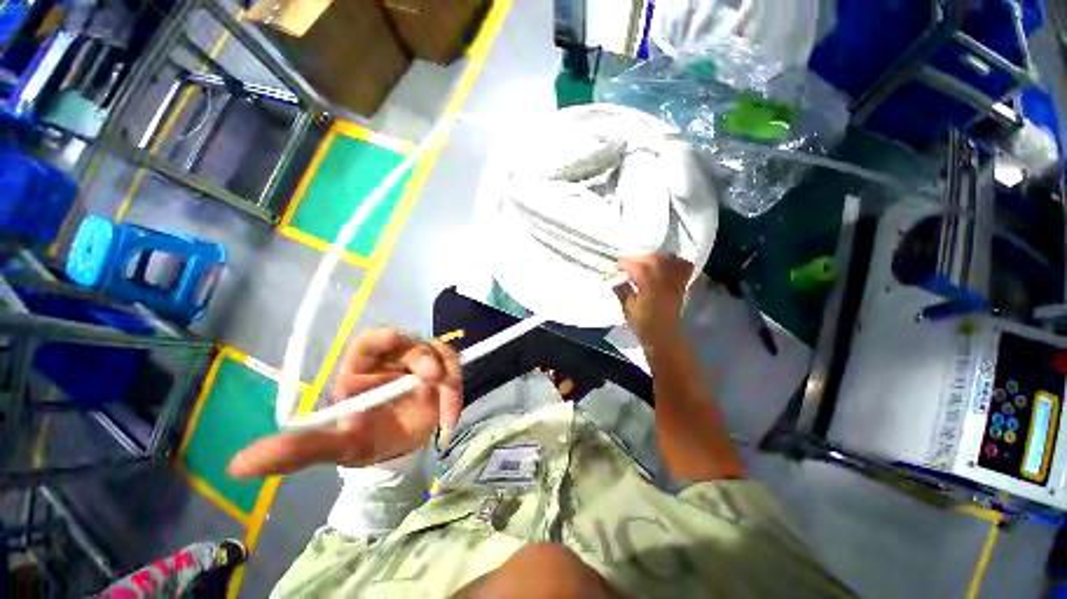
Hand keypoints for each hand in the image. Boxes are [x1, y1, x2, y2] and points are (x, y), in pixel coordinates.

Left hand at [228, 327, 461, 477]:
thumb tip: (237, 466)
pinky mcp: (442, 374)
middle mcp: (394, 360)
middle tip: (432, 378)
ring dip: (448, 376)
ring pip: (441, 353)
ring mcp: (422, 364)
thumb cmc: (361, 441)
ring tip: (447, 409)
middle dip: (426, 357)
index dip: (384, 337)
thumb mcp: (334, 446)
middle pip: (414, 343)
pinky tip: (449, 418)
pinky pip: (455, 371)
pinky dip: (457, 392)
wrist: (396, 450)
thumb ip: (295, 452)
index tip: (395, 338)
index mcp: (363, 367)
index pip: (372, 341)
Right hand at [614, 254, 692, 351]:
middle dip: (637, 260)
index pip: (634, 265)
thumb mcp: (627, 306)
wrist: (664, 337)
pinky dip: (674, 261)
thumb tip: (613, 275)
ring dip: (653, 258)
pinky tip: (664, 266)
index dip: (622, 265)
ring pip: (666, 259)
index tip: (614, 270)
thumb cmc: (642, 324)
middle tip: (626, 268)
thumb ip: (620, 288)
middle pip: (651, 258)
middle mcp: (664, 278)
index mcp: (648, 284)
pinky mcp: (682, 284)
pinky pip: (683, 265)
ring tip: (643, 265)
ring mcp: (675, 280)